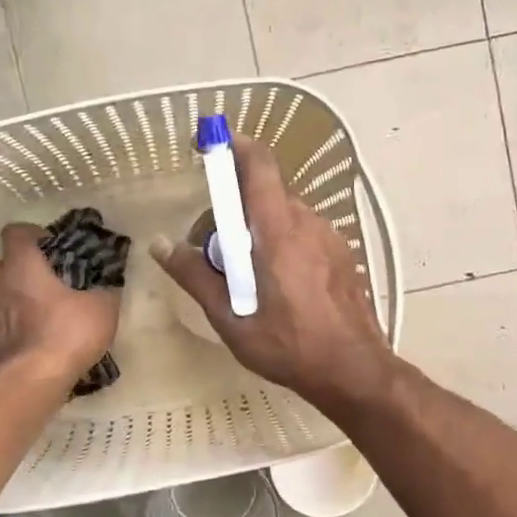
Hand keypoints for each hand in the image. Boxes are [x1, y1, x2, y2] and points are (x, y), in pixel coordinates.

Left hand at [0, 223, 120, 386]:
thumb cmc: (66, 335)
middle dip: (14, 266)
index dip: (33, 235)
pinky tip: (28, 338)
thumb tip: (109, 284)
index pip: (15, 232)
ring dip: (9, 297)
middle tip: (40, 279)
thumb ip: (106, 291)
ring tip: (35, 311)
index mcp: (23, 266)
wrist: (29, 382)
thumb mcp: (102, 310)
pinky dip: (7, 326)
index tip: (52, 246)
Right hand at [153, 136, 392, 410]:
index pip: (258, 165)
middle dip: (232, 213)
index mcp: (279, 232)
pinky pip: (303, 234)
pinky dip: (281, 245)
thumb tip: (162, 245)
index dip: (231, 146)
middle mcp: (308, 223)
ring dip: (257, 233)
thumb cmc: (290, 348)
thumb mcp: (231, 319)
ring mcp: (330, 238)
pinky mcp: (342, 255)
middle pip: (264, 196)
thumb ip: (196, 277)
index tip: (208, 146)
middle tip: (214, 255)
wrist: (354, 371)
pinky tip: (277, 287)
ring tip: (245, 280)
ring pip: (283, 217)